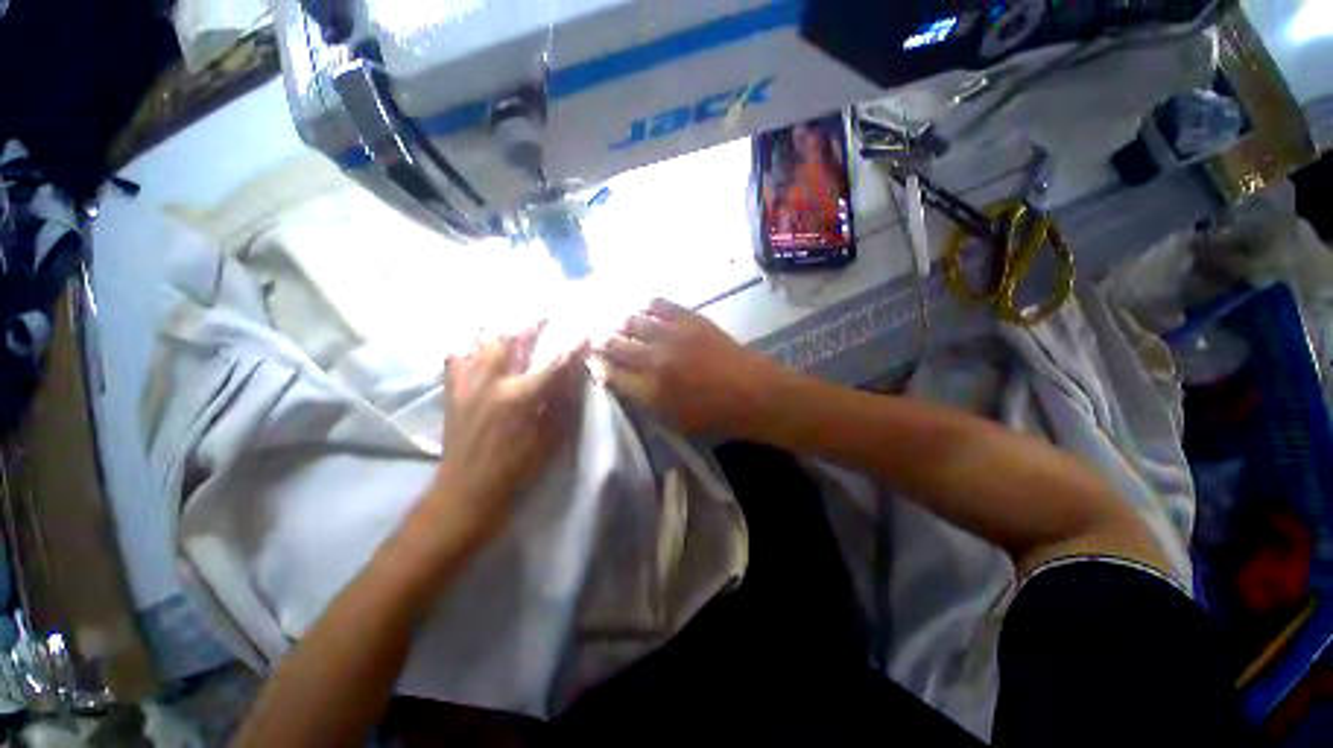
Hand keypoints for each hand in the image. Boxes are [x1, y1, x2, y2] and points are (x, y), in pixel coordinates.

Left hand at [430, 324, 588, 544]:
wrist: (467, 490)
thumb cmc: (517, 467)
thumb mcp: (551, 437)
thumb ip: (563, 401)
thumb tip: (574, 373)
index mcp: (520, 397)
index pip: (553, 363)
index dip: (571, 347)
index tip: (584, 333)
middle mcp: (491, 382)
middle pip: (510, 340)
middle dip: (530, 325)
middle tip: (543, 317)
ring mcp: (467, 384)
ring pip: (481, 343)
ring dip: (500, 331)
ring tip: (513, 327)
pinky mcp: (452, 392)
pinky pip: (456, 358)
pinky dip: (469, 348)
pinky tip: (478, 350)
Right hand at [596, 299, 785, 436]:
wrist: (754, 393)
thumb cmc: (714, 416)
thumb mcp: (673, 420)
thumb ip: (643, 399)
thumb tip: (619, 379)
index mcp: (649, 391)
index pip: (611, 373)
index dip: (598, 365)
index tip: (593, 360)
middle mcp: (654, 360)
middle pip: (615, 344)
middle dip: (602, 341)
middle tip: (598, 338)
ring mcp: (672, 335)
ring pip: (632, 321)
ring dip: (621, 323)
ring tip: (620, 324)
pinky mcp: (690, 319)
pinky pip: (660, 304)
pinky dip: (647, 306)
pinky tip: (645, 309)